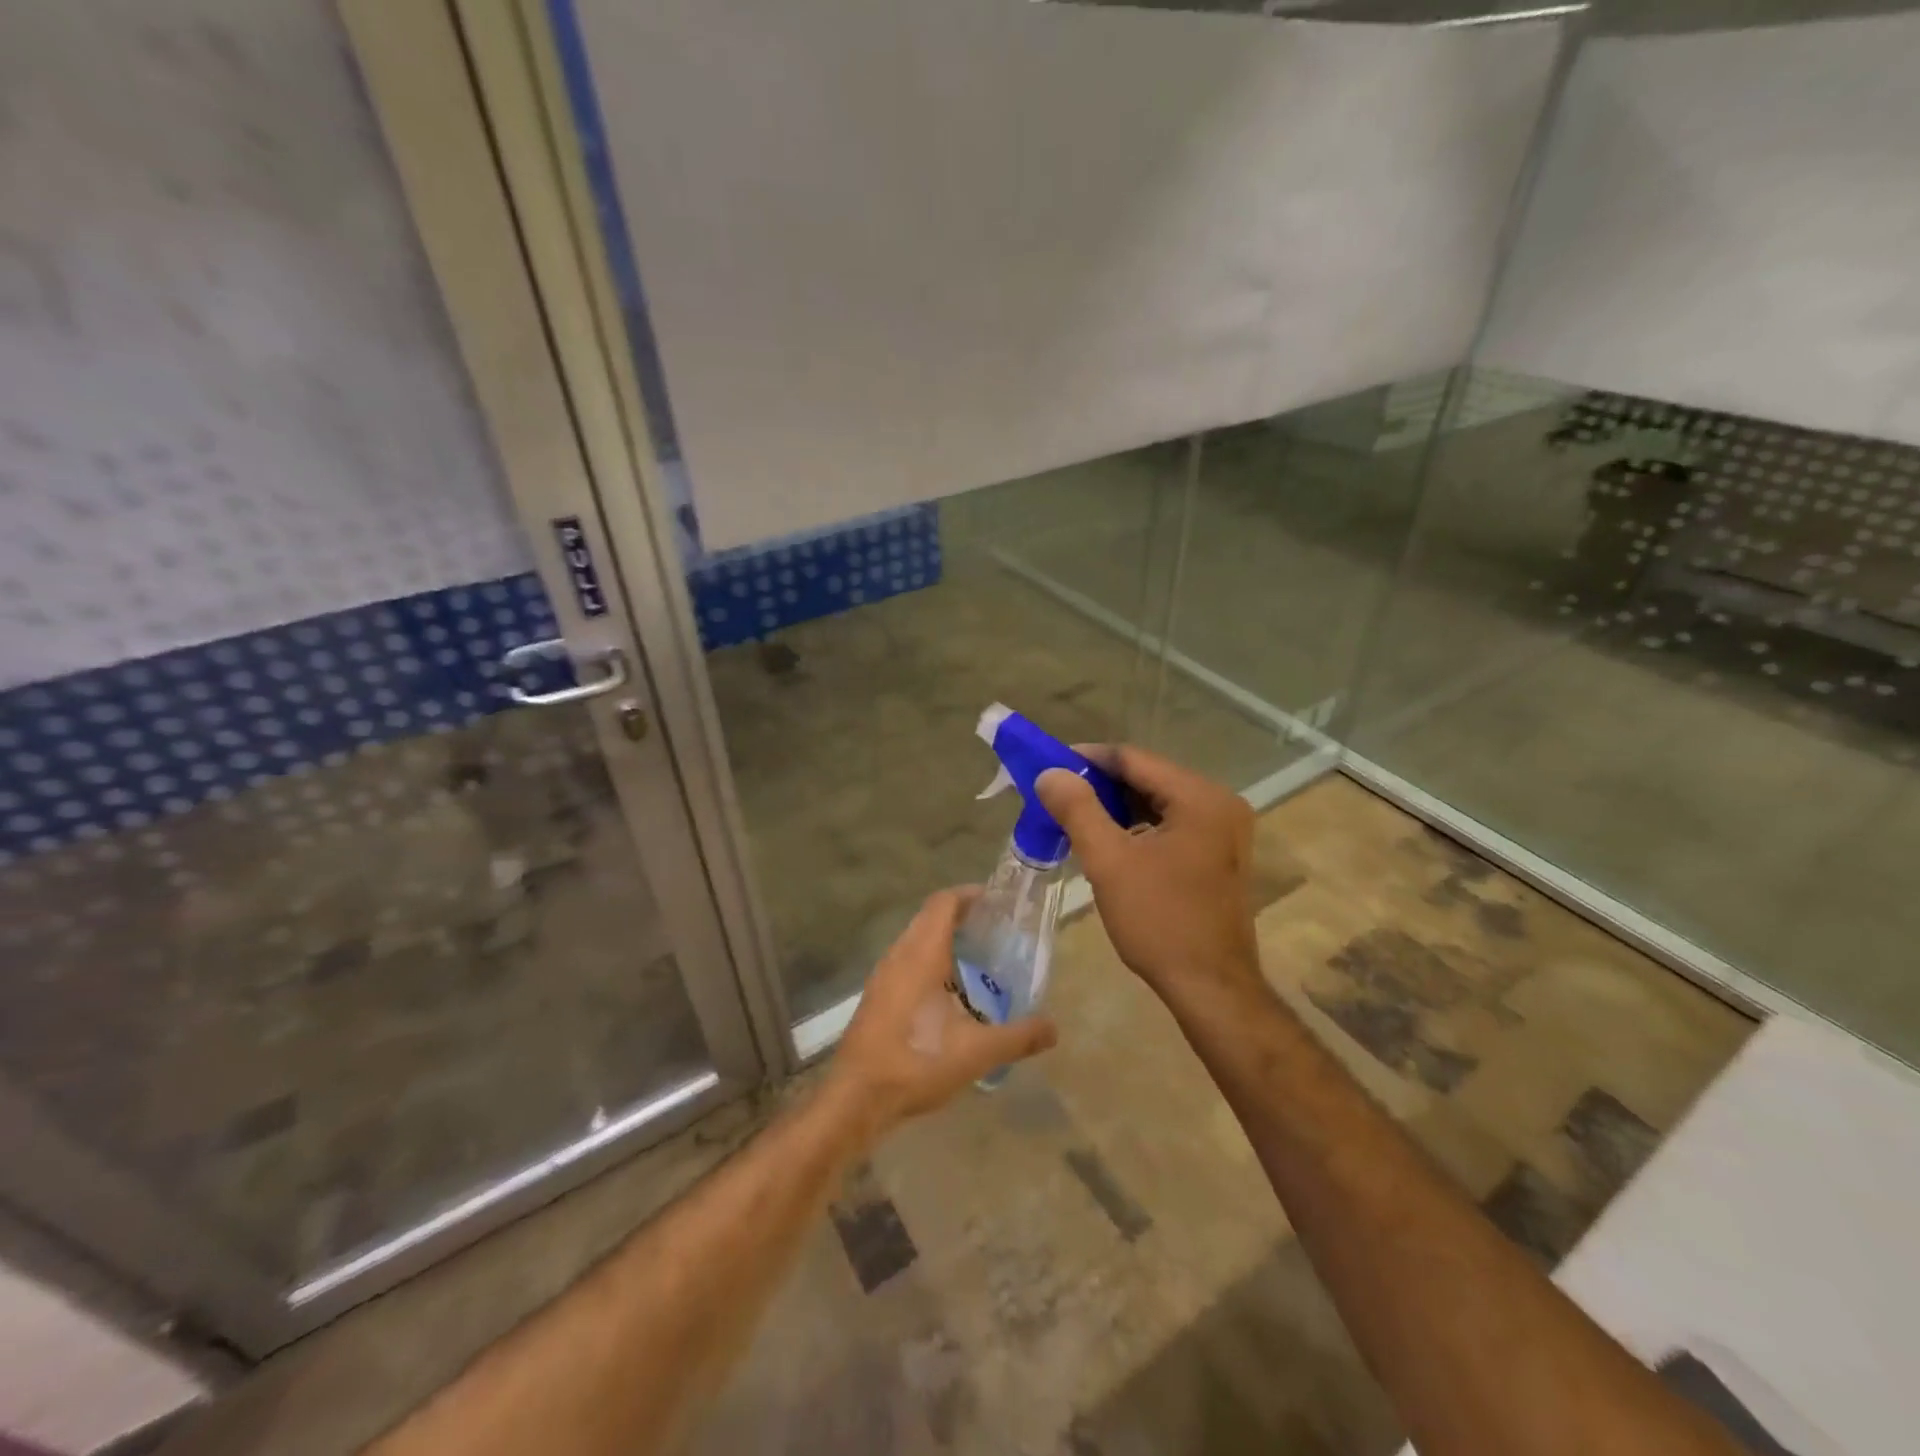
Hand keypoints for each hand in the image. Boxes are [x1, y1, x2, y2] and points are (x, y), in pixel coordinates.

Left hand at [825, 888, 1057, 1142]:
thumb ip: (1018, 1037)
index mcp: (922, 953)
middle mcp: (899, 954)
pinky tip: (948, 994)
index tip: (997, 902)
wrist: (857, 1097)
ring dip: (943, 940)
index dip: (969, 895)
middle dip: (961, 917)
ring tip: (976, 960)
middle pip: (930, 917)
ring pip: (915, 940)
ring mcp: (883, 975)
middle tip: (995, 931)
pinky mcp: (876, 996)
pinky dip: (929, 962)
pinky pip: (906, 962)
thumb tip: (1054, 1029)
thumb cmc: (917, 1061)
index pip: (944, 903)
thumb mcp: (977, 1052)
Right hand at [1036, 746, 1265, 1010]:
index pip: (1134, 759)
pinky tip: (1109, 843)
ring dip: (1117, 808)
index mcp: (1200, 798)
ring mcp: (1225, 831)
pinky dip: (1139, 828)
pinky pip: (1172, 825)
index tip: (1050, 766)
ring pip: (1159, 803)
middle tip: (1058, 795)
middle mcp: (1220, 804)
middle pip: (1149, 778)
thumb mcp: (1110, 862)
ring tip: (1076, 819)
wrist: (1211, 988)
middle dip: (1101, 785)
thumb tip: (1051, 774)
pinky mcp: (1220, 855)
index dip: (1088, 759)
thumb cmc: (1160, 921)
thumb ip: (1078, 810)